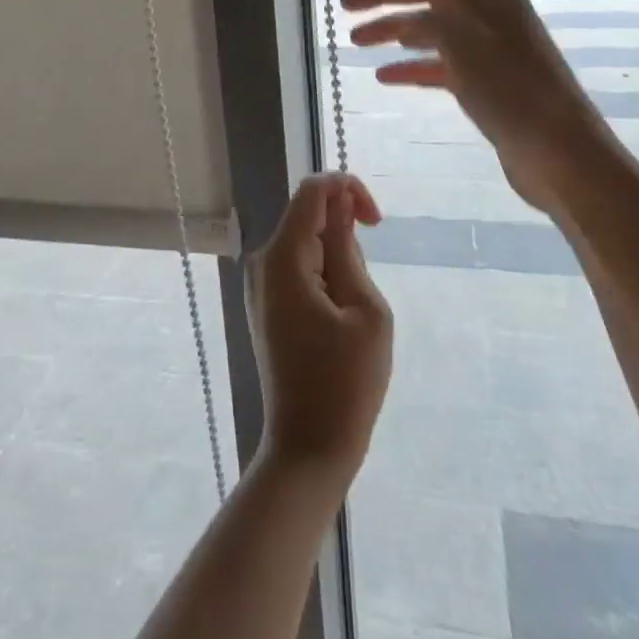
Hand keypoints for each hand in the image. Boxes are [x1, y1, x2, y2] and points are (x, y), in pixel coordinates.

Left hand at [248, 174, 392, 483]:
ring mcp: (261, 284)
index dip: (348, 189)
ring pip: (306, 243)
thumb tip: (340, 202)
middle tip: (365, 291)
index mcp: (283, 257)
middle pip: (308, 216)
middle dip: (345, 234)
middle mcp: (263, 261)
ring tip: (352, 316)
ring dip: (337, 261)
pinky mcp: (267, 304)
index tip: (377, 223)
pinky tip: (338, 322)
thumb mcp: (365, 309)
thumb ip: (348, 247)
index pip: (312, 190)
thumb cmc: (346, 383)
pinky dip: (325, 277)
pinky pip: (299, 268)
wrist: (307, 449)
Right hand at [342, 0, 613, 212]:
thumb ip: (432, 20)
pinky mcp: (486, 82)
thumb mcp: (464, 44)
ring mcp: (488, 49)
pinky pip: (440, 64)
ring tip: (355, 41)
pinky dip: (412, 66)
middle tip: (345, 6)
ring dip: (392, 31)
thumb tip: (410, 19)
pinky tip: (385, 75)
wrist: (560, 154)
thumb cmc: (513, 92)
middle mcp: (488, 14)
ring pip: (430, 29)